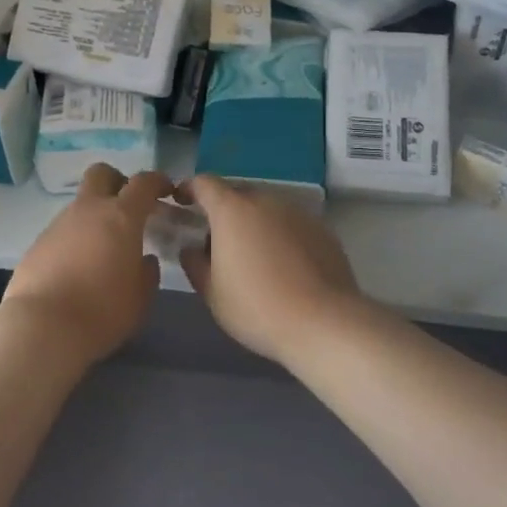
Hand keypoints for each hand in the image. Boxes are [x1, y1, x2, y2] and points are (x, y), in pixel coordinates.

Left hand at [0, 166, 173, 369]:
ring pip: (80, 204)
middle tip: (128, 206)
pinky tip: (77, 268)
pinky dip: (74, 240)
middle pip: (101, 173)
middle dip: (117, 181)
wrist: (42, 327)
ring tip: (102, 250)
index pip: (143, 183)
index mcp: (121, 217)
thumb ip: (147, 273)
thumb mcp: (140, 298)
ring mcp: (59, 224)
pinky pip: (62, 230)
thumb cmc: (103, 311)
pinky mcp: (37, 243)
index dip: (158, 181)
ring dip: (94, 216)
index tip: (167, 190)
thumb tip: (144, 260)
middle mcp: (88, 210)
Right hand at [179, 175, 368, 366]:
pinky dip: (280, 236)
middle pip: (237, 194)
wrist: (324, 323)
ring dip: (254, 223)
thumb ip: (194, 263)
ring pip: (267, 209)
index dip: (189, 190)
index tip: (182, 203)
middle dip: (223, 211)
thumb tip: (191, 249)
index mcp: (232, 210)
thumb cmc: (257, 307)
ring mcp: (297, 213)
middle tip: (217, 242)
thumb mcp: (212, 292)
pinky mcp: (322, 230)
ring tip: (253, 257)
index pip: (204, 183)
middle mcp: (265, 201)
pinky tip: (284, 267)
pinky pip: (291, 225)